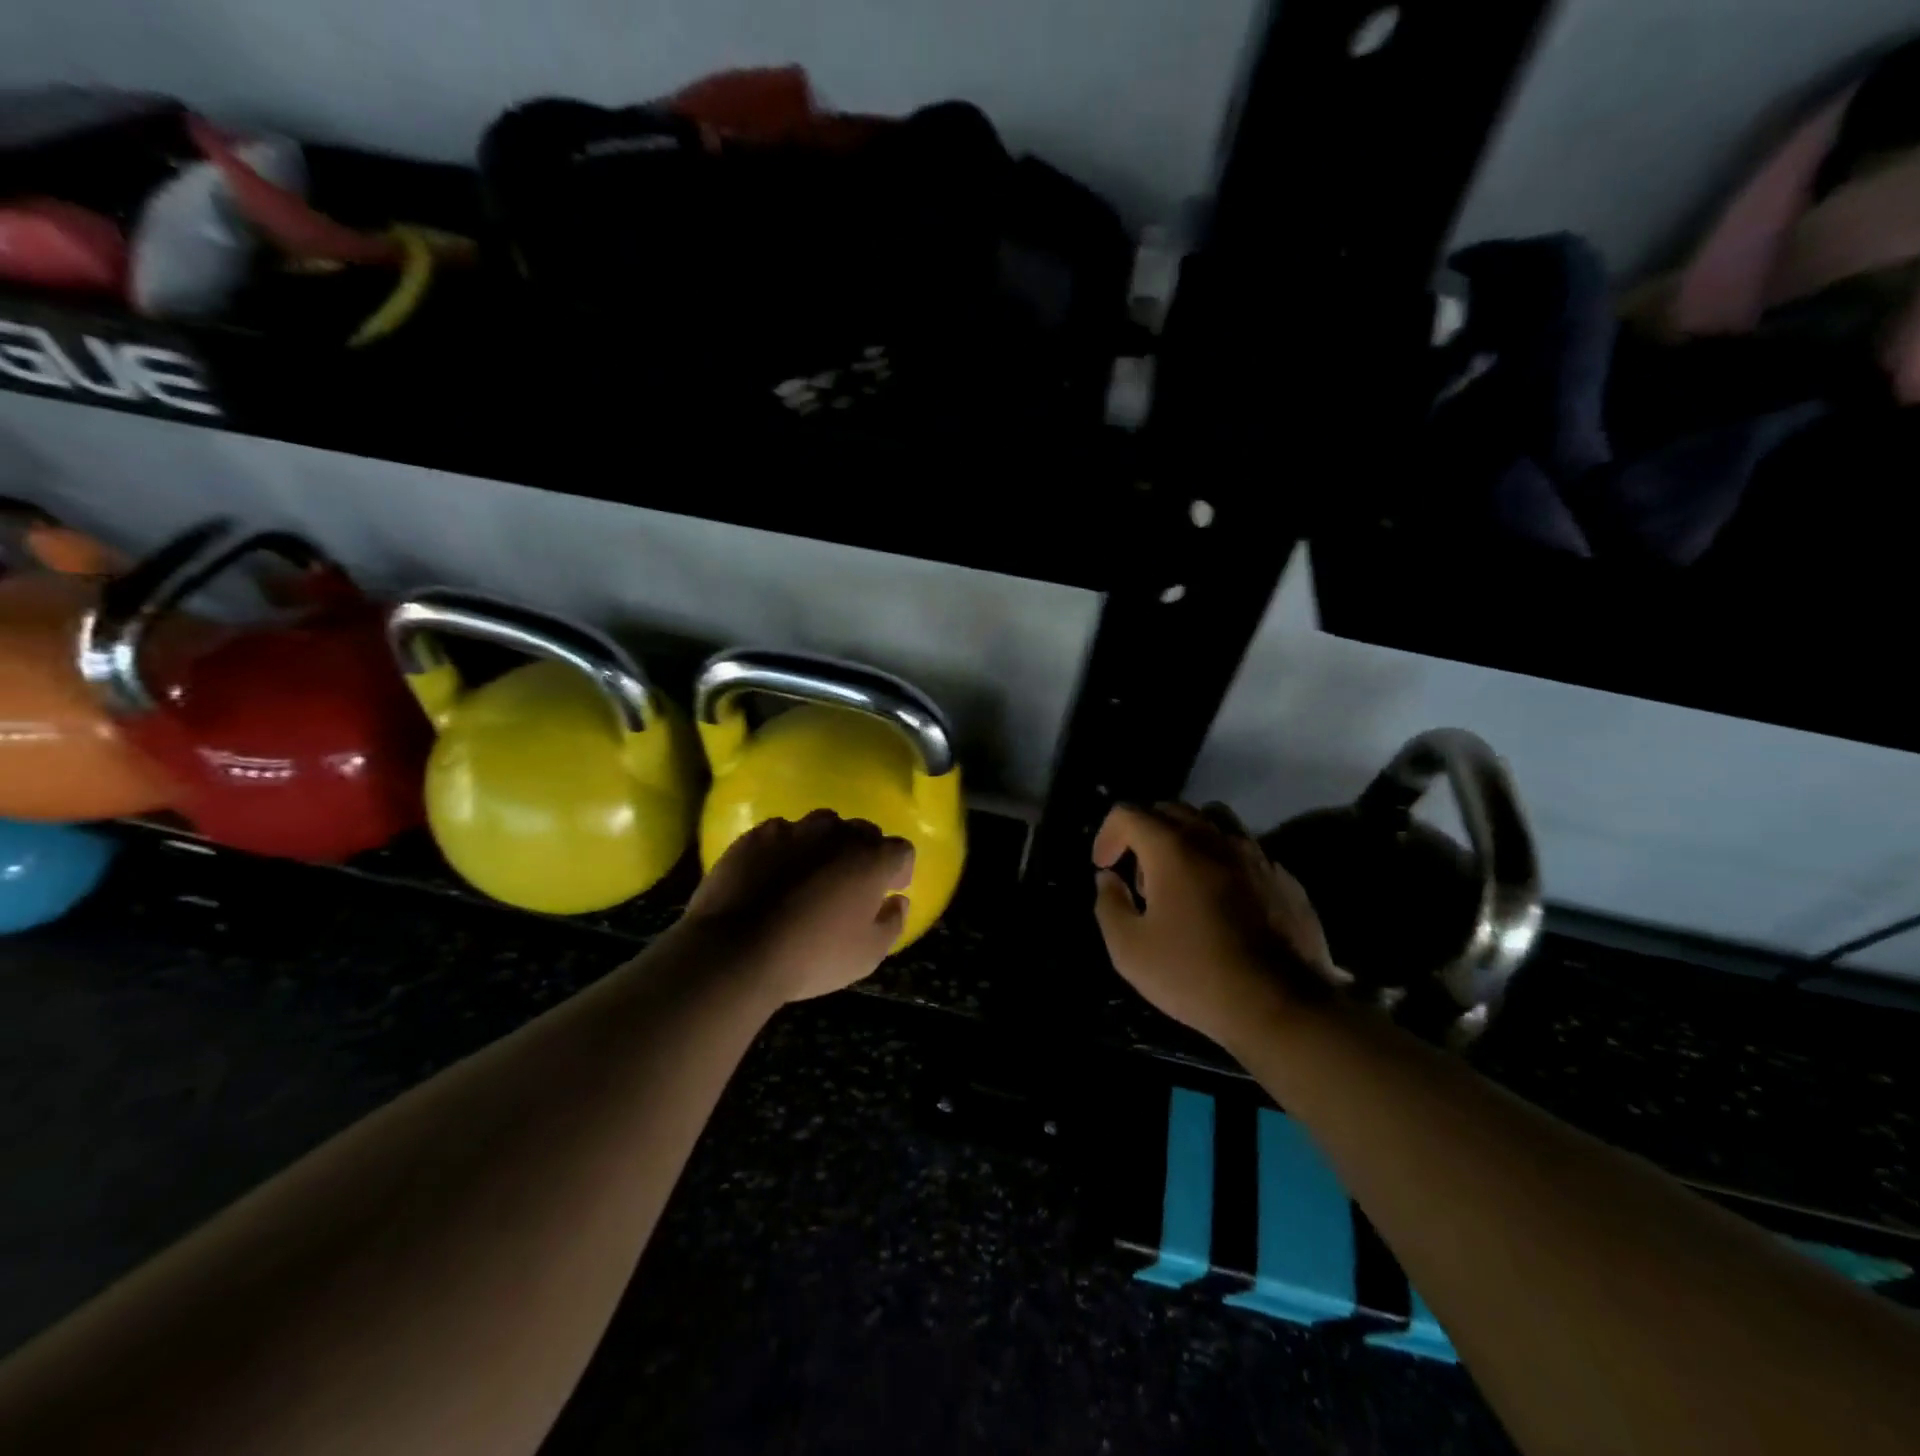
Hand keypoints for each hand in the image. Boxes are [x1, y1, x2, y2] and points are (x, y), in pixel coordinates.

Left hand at [679, 810, 914, 1003]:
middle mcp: (837, 833)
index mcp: (871, 859)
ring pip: (822, 826)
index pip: (901, 850)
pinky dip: (786, 849)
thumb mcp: (867, 955)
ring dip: (826, 845)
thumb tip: (897, 901)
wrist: (735, 949)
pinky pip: (782, 833)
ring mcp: (794, 829)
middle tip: (852, 884)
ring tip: (812, 874)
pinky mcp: (756, 836)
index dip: (900, 870)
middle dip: (864, 853)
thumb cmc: (812, 956)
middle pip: (863, 832)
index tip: (890, 890)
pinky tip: (774, 874)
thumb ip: (892, 923)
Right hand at [1093, 801, 1338, 1049]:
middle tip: (1140, 878)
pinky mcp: (1284, 878)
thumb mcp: (1129, 950)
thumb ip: (1109, 905)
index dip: (1107, 834)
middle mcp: (1215, 838)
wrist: (1283, 1005)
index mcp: (1173, 848)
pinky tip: (1224, 903)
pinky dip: (1223, 863)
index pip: (1129, 813)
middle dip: (1145, 833)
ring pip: (1214, 821)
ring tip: (1183, 879)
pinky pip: (1245, 851)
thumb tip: (1108, 880)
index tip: (1104, 866)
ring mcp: (1256, 855)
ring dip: (1188, 838)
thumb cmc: (1195, 975)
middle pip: (1171, 810)